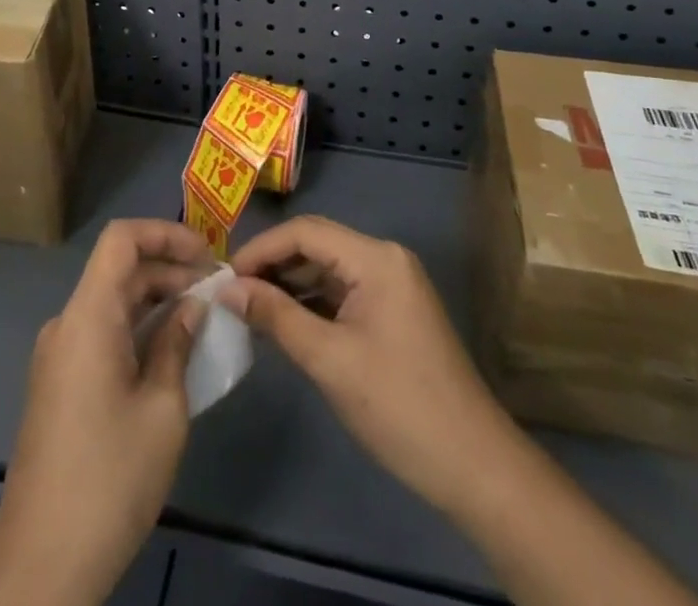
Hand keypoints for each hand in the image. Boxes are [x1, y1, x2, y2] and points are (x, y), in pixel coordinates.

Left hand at [0, 219, 212, 605]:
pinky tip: (170, 355)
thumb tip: (192, 307)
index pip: (121, 239)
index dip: (166, 233)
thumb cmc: (109, 479)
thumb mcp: (163, 409)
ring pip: (111, 303)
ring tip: (202, 320)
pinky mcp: (59, 385)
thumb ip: (177, 344)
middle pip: (119, 271)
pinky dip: (137, 329)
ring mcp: (58, 356)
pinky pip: (101, 334)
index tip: (207, 256)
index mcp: (88, 316)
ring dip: (156, 301)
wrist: (40, 566)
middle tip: (216, 293)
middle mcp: (67, 324)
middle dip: (170, 270)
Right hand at [223, 215, 522, 518]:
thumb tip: (227, 288)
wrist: (474, 466)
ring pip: (329, 269)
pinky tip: (284, 321)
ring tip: (248, 306)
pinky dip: (312, 302)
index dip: (262, 248)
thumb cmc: (399, 406)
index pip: (306, 232)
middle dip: (273, 264)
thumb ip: (277, 316)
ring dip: (290, 283)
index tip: (224, 276)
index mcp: (376, 258)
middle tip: (231, 291)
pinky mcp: (393, 311)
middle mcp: (385, 258)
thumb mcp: (329, 360)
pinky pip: (344, 292)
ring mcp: (392, 284)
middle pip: (317, 245)